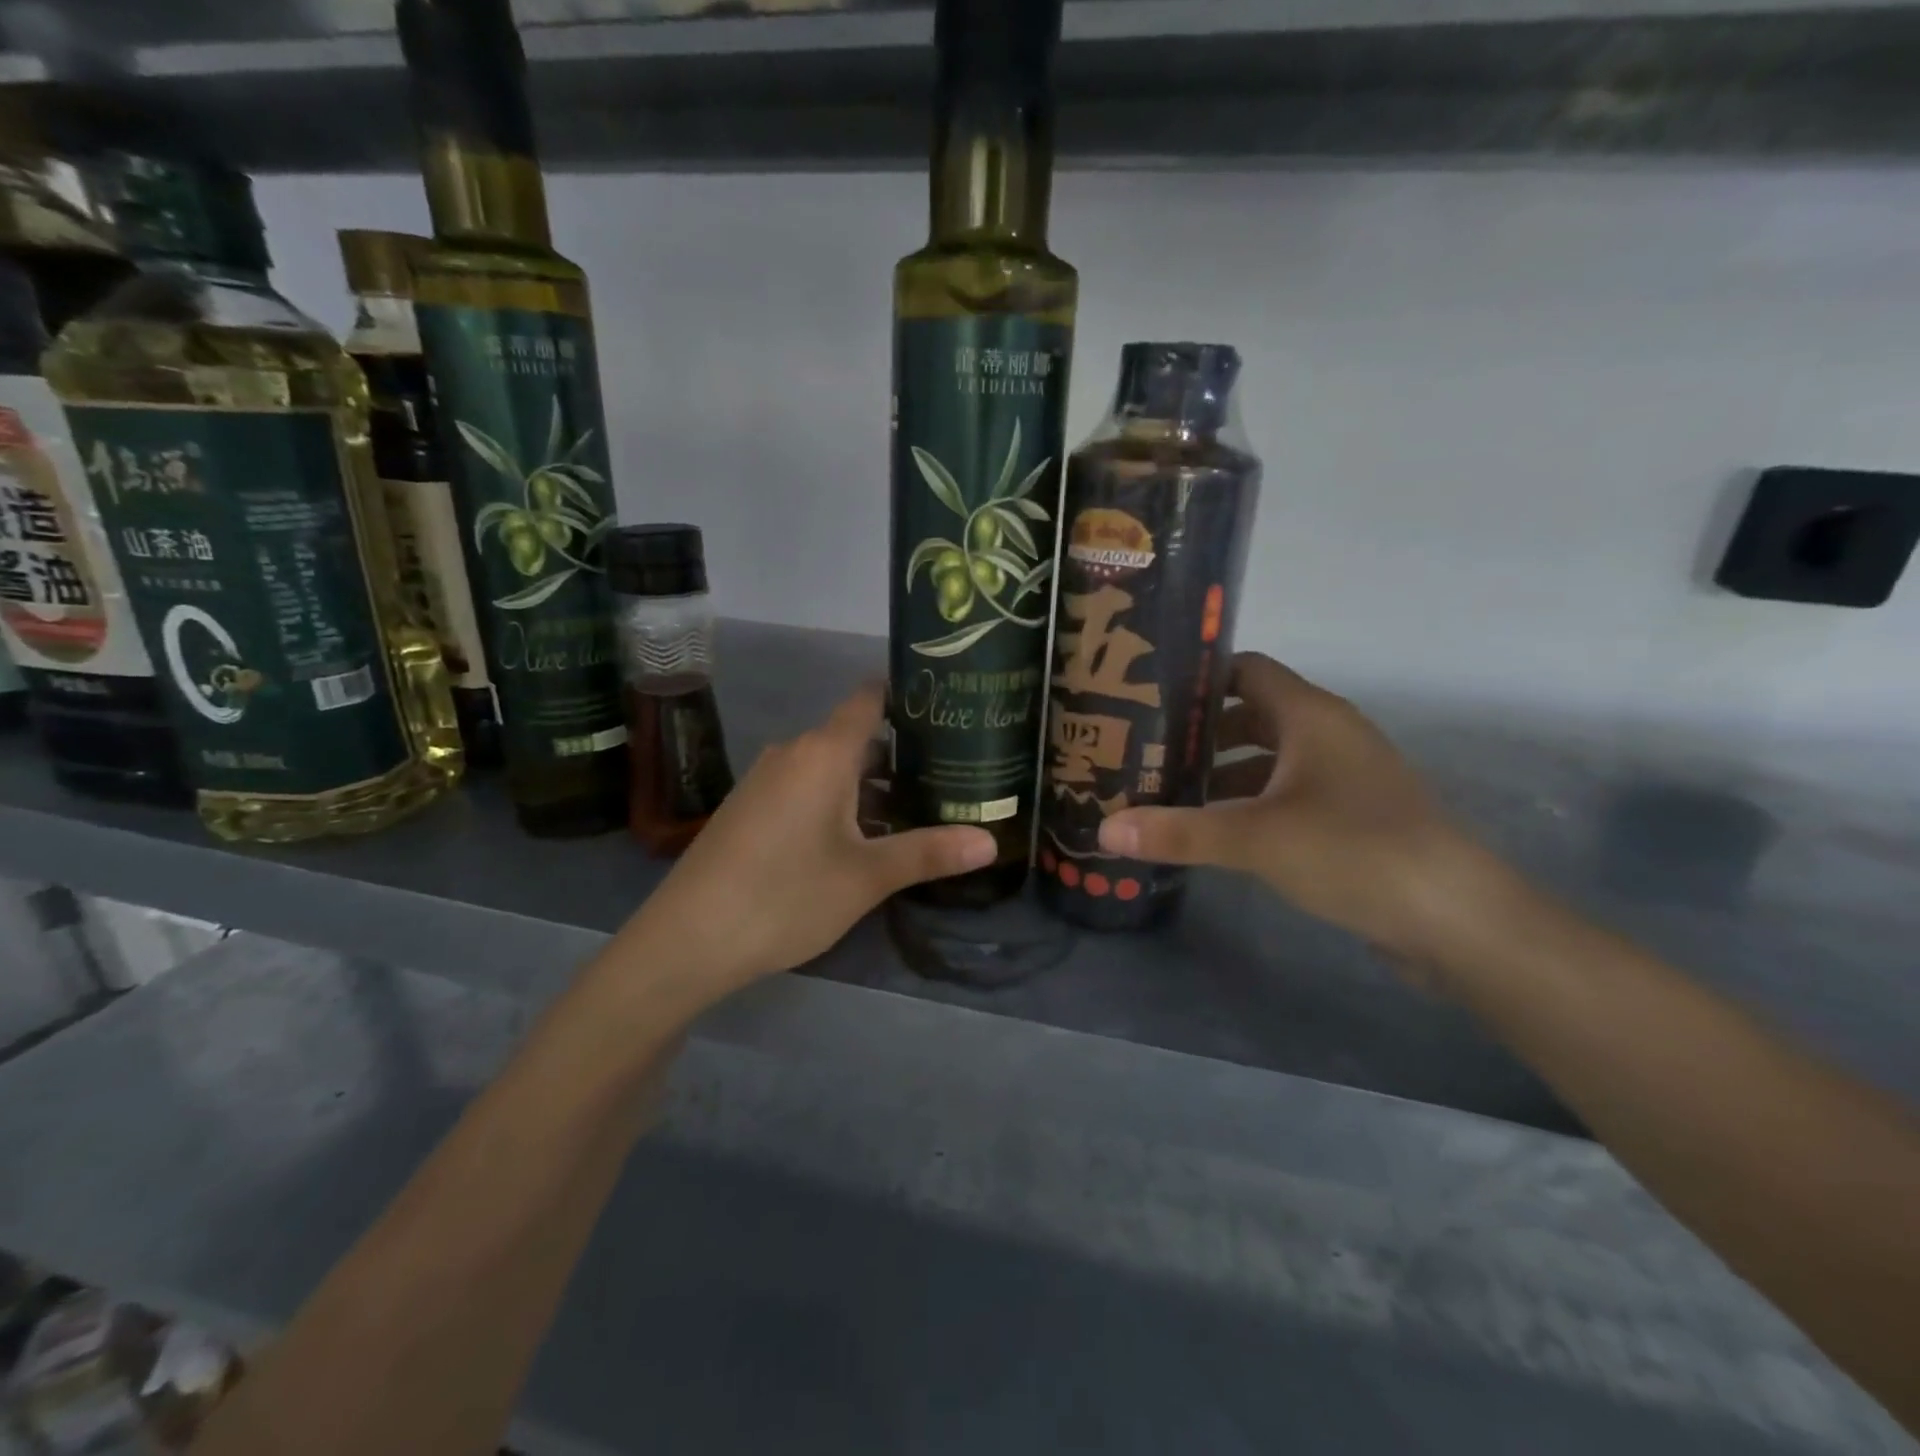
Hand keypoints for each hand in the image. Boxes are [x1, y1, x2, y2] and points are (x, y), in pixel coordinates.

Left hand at [621, 684, 996, 994]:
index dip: (906, 695)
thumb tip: (992, 842)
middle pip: (856, 737)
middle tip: (953, 773)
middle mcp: (793, 754)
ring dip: (872, 784)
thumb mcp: (866, 877)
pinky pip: (807, 788)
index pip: (869, 699)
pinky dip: (840, 801)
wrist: (686, 940)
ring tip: (919, 808)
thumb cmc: (784, 896)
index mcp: (823, 753)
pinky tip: (862, 837)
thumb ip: (929, 852)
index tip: (948, 705)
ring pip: (832, 768)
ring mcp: (766, 781)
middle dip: (902, 753)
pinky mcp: (751, 809)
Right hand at [1099, 653, 1505, 959]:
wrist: (1457, 919)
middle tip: (1142, 747)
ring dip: (1223, 769)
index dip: (1197, 678)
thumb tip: (1103, 829)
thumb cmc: (1355, 851)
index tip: (1145, 695)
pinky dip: (1250, 800)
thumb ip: (1178, 831)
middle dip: (1199, 729)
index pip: (1245, 670)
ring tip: (1167, 788)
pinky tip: (1217, 828)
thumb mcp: (1256, 839)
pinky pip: (1287, 791)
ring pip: (1270, 756)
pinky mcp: (1352, 815)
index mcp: (1310, 715)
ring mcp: (1344, 776)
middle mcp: (1328, 734)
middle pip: (1252, 712)